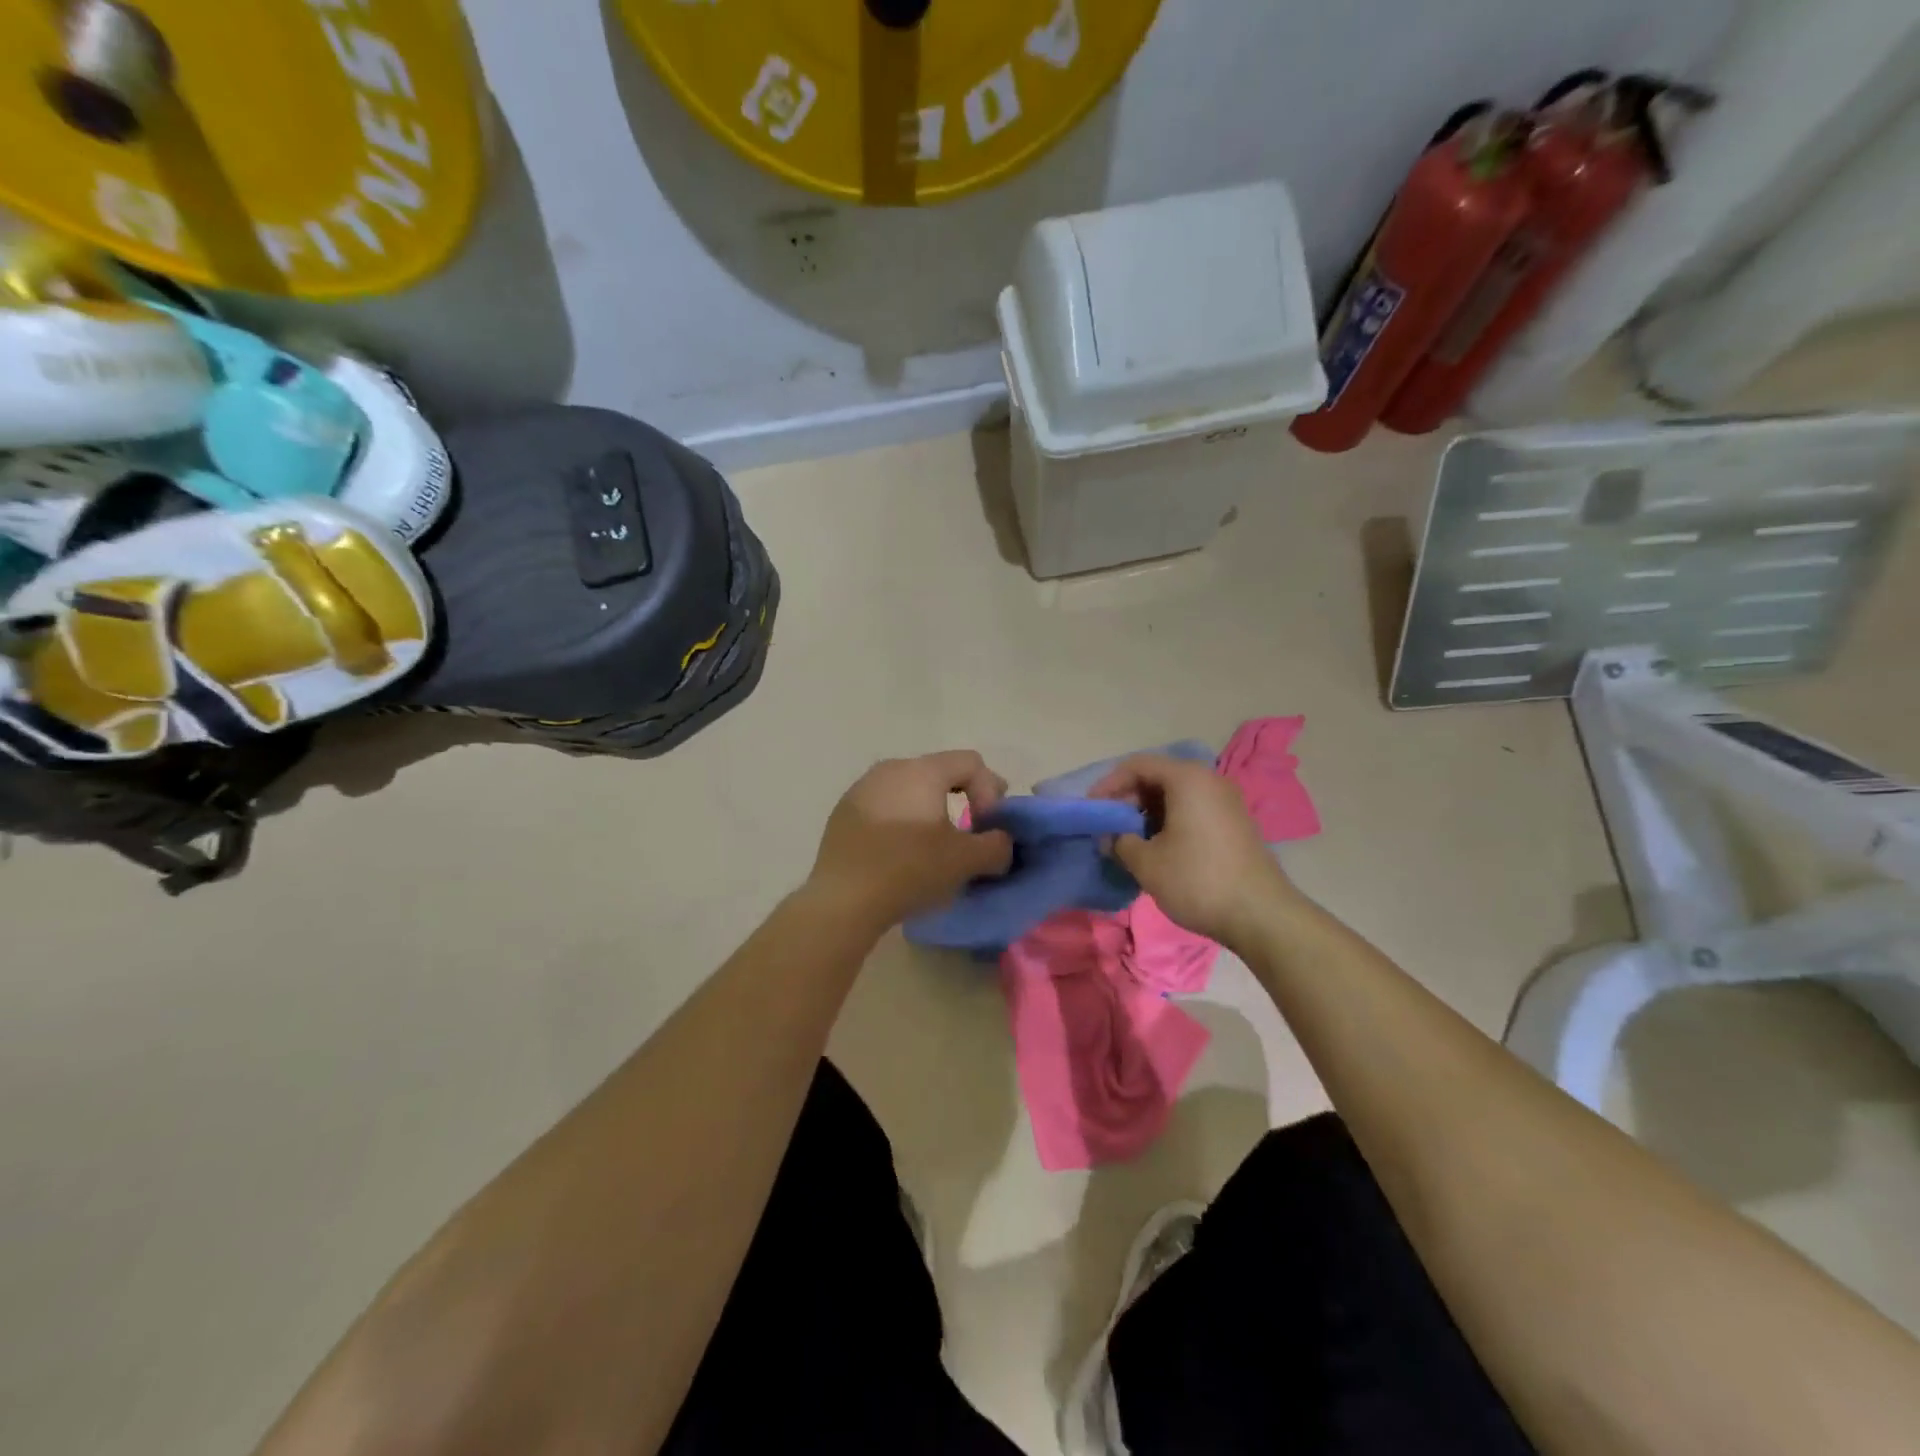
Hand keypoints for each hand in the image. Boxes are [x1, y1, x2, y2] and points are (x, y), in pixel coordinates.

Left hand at [806, 751, 1014, 933]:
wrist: (843, 900)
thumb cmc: (910, 870)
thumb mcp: (966, 861)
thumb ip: (996, 845)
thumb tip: (1000, 842)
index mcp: (922, 771)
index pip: (971, 762)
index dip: (990, 791)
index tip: (986, 827)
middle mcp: (891, 769)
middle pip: (939, 772)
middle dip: (963, 797)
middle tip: (971, 832)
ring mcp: (862, 788)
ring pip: (910, 789)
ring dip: (931, 810)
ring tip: (935, 844)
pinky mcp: (844, 812)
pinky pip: (885, 806)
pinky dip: (902, 820)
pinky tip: (901, 852)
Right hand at [1090, 754, 1295, 947]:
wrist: (1261, 915)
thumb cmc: (1197, 880)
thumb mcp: (1147, 862)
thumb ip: (1120, 842)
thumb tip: (1112, 838)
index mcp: (1187, 779)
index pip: (1137, 765)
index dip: (1109, 784)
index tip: (1091, 809)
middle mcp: (1209, 781)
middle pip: (1158, 776)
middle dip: (1128, 799)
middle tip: (1107, 825)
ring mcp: (1226, 802)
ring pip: (1175, 795)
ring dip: (1147, 813)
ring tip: (1128, 840)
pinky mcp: (1234, 824)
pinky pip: (1192, 810)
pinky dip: (1169, 821)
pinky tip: (1157, 848)